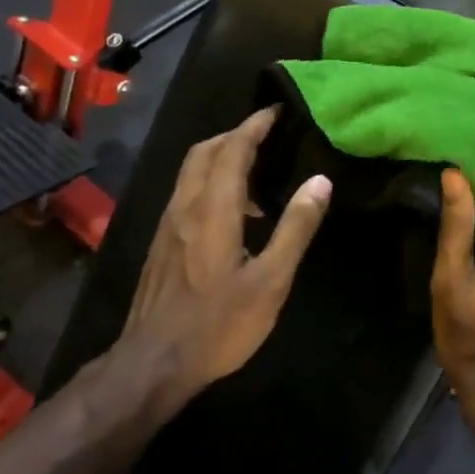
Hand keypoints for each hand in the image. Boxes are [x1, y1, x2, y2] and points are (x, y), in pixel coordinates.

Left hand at [122, 107, 331, 399]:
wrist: (154, 362)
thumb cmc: (219, 324)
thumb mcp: (270, 281)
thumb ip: (295, 228)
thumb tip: (320, 181)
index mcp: (213, 209)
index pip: (232, 149)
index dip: (254, 126)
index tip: (275, 111)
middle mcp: (184, 207)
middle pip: (204, 152)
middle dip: (234, 135)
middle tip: (265, 136)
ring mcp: (167, 225)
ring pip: (190, 172)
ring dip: (219, 158)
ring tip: (254, 174)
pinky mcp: (161, 244)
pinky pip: (186, 194)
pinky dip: (209, 183)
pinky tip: (231, 214)